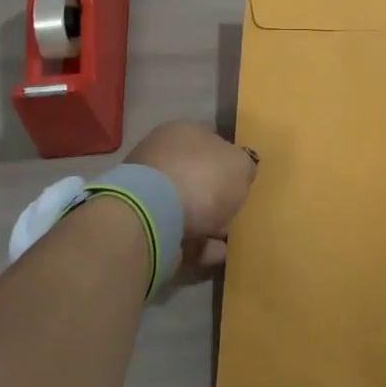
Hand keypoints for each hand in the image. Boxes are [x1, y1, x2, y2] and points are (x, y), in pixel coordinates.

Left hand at [126, 121, 257, 270]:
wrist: (152, 218)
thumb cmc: (202, 179)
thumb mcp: (241, 165)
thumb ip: (244, 166)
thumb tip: (240, 170)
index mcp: (183, 132)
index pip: (211, 140)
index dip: (229, 160)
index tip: (243, 180)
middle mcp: (161, 156)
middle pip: (197, 175)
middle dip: (216, 195)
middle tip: (236, 211)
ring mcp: (148, 191)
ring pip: (186, 206)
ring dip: (208, 223)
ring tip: (229, 240)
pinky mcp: (141, 224)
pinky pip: (178, 233)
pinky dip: (197, 244)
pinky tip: (216, 254)